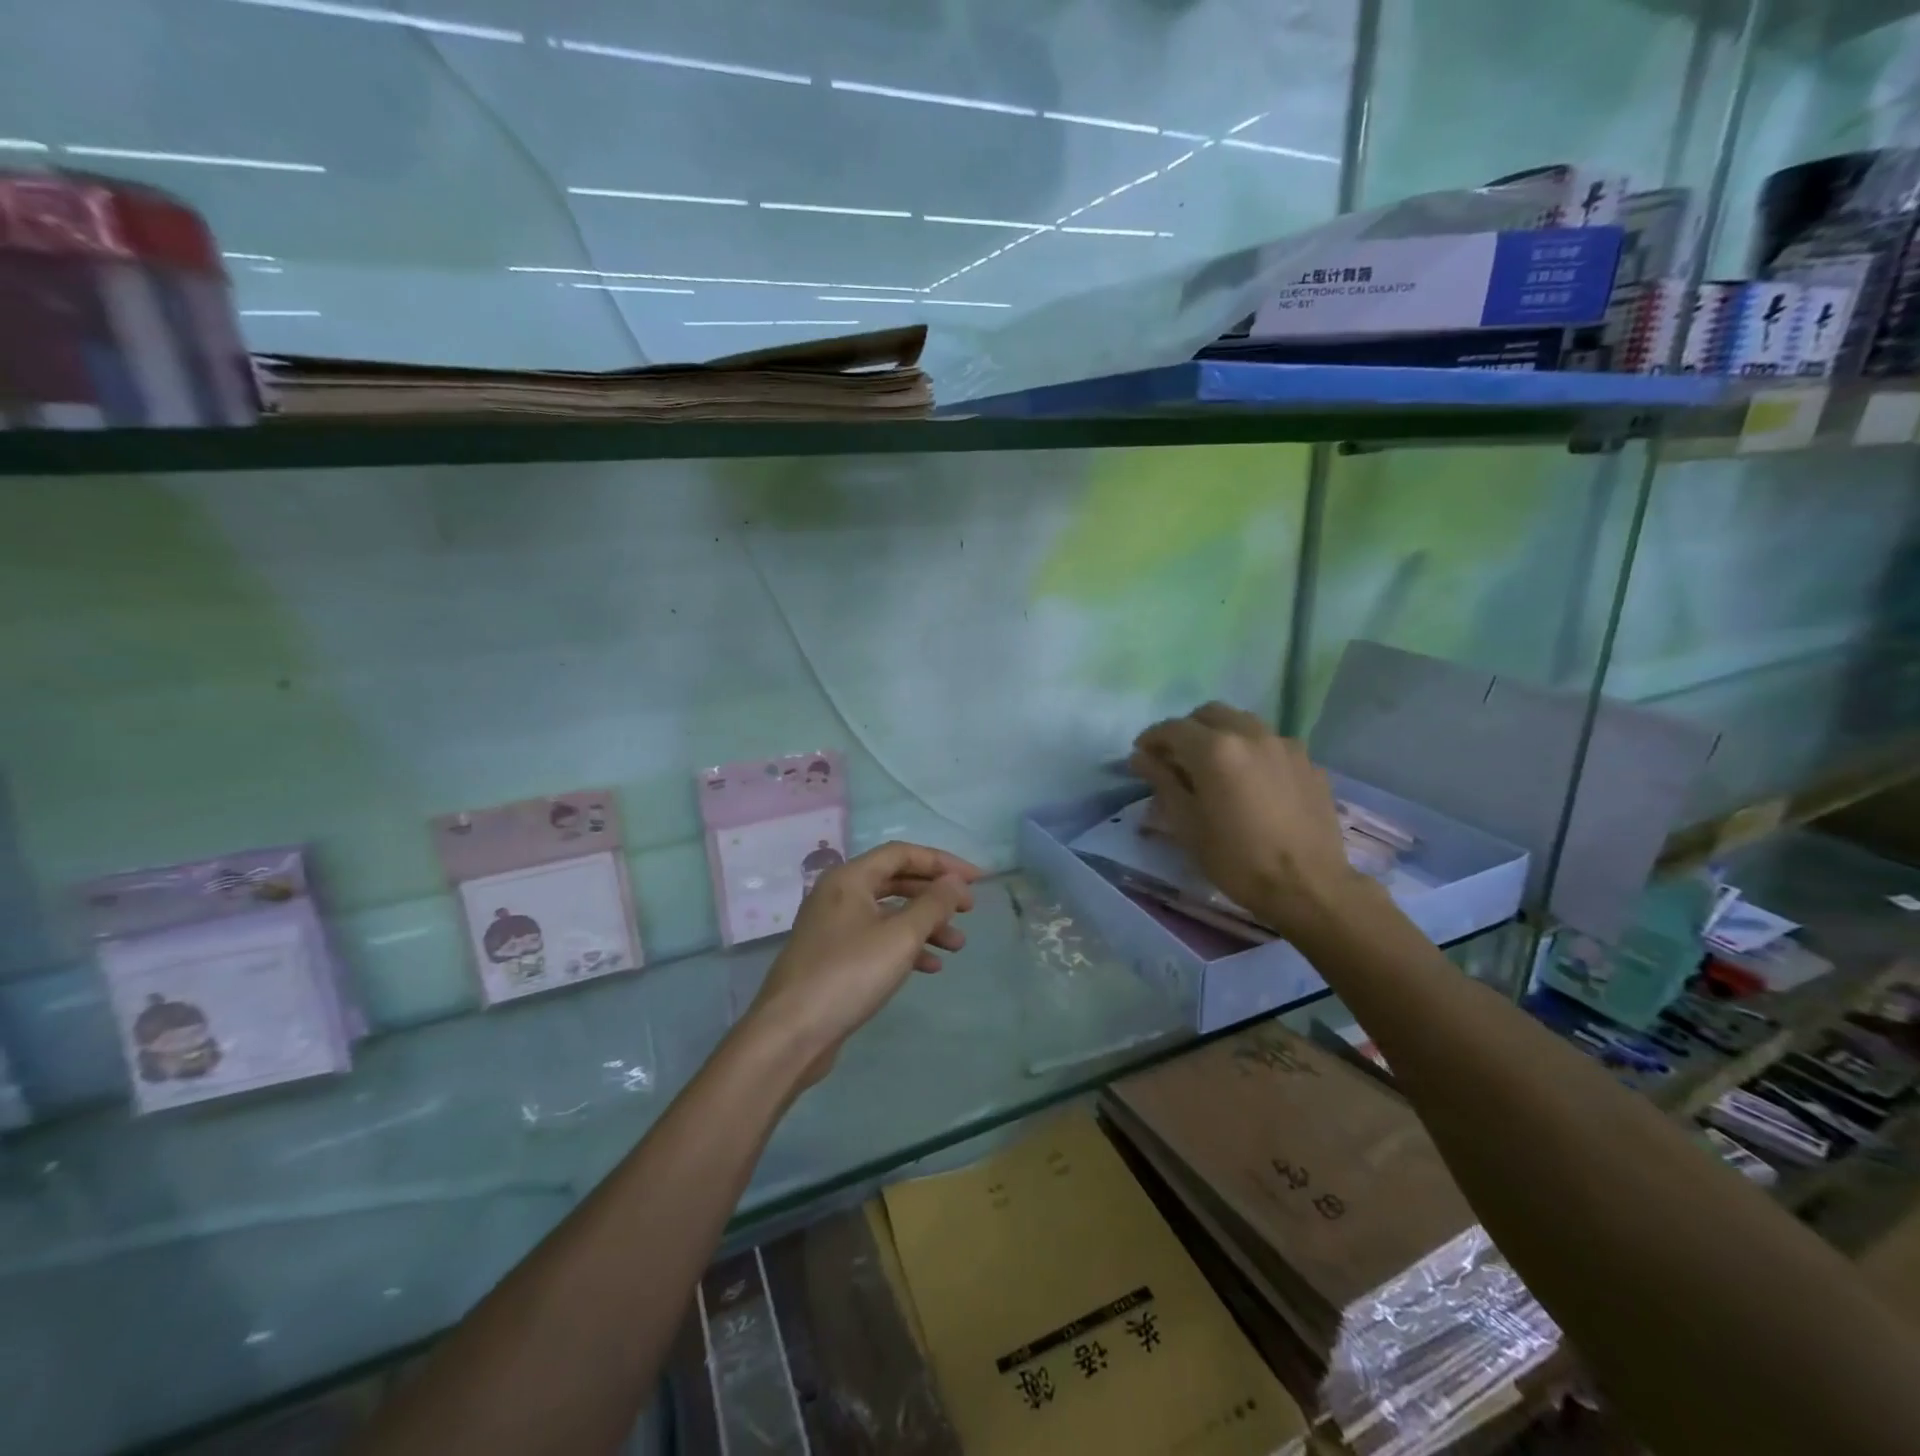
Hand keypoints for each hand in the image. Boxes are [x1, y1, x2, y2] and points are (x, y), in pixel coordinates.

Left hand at [745, 841, 981, 1085]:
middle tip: (969, 910)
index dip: (942, 862)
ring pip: (888, 914)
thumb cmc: (849, 974)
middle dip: (935, 894)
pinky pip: (877, 940)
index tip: (976, 880)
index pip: (902, 854)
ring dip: (925, 924)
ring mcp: (833, 927)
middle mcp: (838, 895)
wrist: (791, 1033)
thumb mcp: (900, 936)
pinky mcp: (833, 958)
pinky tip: (930, 966)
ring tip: (958, 945)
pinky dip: (905, 947)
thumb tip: (955, 881)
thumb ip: (933, 904)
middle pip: (896, 881)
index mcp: (849, 878)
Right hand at [1129, 702, 1361, 938]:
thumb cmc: (1236, 859)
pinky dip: (1251, 752)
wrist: (1308, 887)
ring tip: (1215, 766)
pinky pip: (1271, 744)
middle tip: (1176, 758)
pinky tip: (1251, 782)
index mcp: (1215, 749)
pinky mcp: (1308, 762)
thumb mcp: (1187, 824)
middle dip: (1187, 729)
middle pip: (1210, 714)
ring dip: (1221, 735)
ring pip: (1243, 723)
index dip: (1151, 738)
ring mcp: (1284, 745)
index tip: (1141, 755)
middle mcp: (1250, 734)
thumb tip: (1141, 757)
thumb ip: (1162, 782)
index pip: (1173, 728)